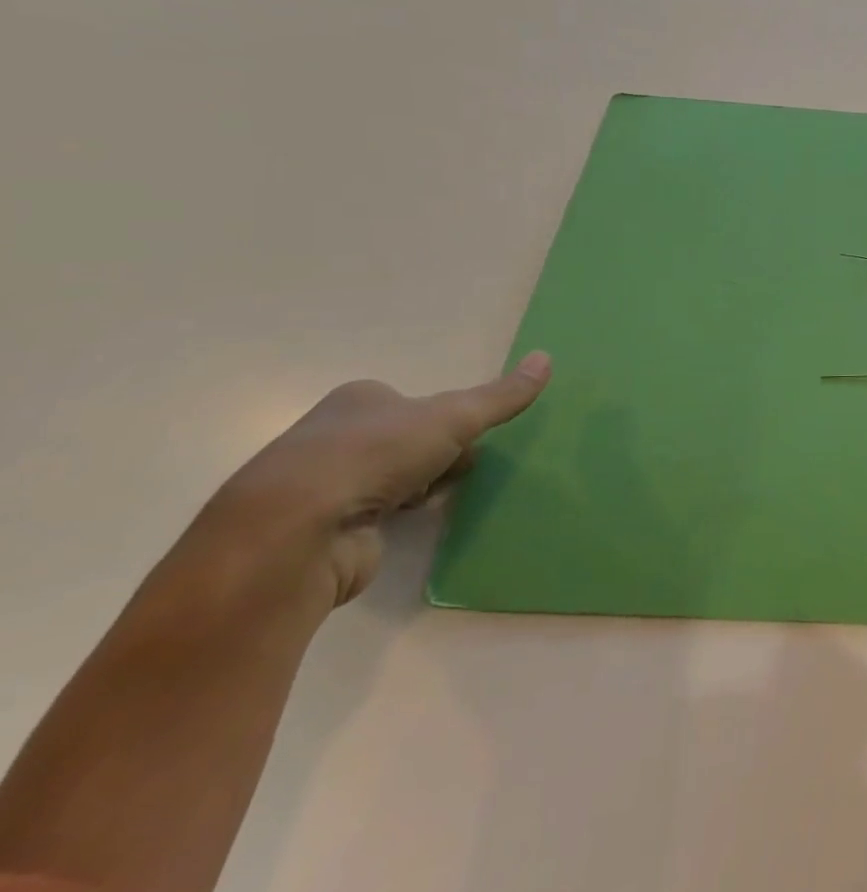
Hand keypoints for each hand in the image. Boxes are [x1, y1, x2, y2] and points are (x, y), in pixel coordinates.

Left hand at [212, 351, 551, 605]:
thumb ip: (501, 395)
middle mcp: (332, 435)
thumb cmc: (374, 455)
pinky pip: (372, 516)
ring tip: (432, 500)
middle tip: (455, 468)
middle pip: (406, 440)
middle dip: (435, 455)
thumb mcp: (454, 417)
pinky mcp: (319, 530)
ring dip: (416, 487)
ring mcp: (321, 484)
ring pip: (390, 479)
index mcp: (358, 400)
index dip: (447, 420)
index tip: (463, 437)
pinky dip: (393, 519)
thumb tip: (546, 358)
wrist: (294, 533)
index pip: (415, 403)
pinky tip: (404, 525)